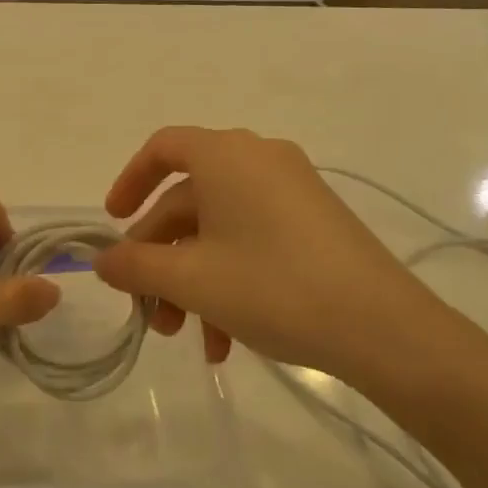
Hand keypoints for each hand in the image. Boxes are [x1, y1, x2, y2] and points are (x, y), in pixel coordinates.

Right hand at [94, 127, 469, 403]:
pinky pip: (253, 240)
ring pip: (219, 229)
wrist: (385, 328)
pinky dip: (230, 279)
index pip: (162, 148)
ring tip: (188, 338)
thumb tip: (102, 261)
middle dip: (161, 258)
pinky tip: (226, 339)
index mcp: (226, 156)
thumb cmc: (273, 287)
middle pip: (188, 200)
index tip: (113, 223)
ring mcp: (292, 191)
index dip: (129, 182)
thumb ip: (135, 267)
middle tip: (150, 311)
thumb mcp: (192, 280)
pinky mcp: (315, 222)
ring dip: (193, 280)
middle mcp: (258, 160)